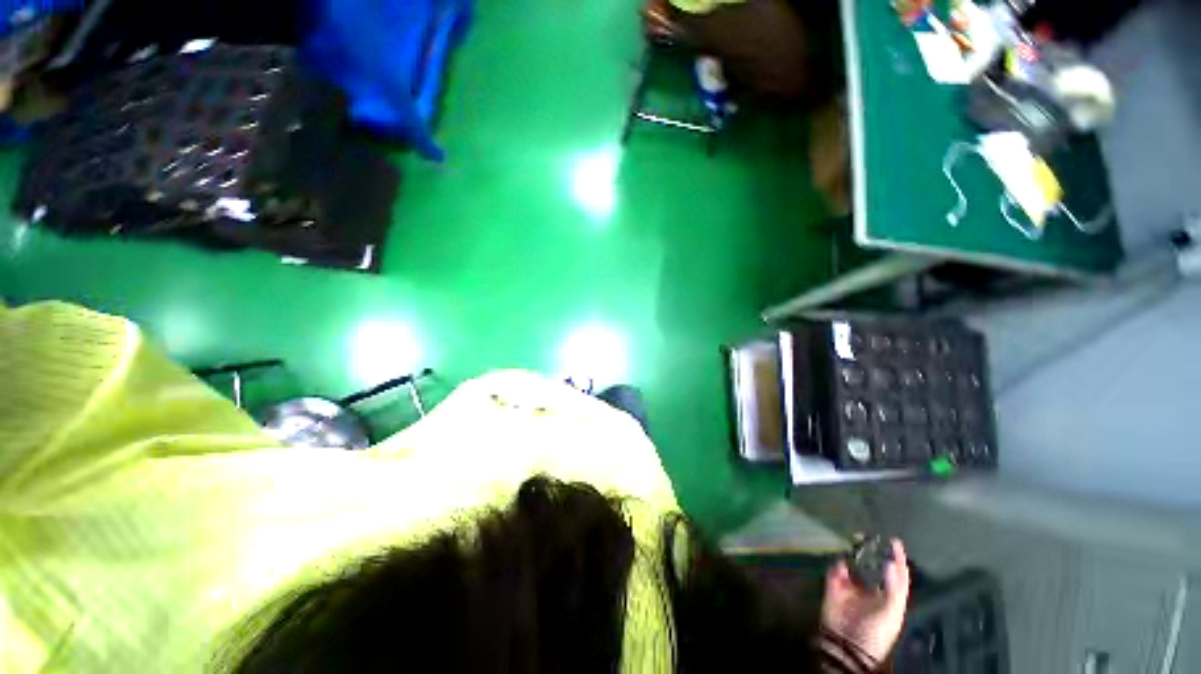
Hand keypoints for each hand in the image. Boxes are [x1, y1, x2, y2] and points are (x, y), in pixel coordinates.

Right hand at [821, 539, 909, 662]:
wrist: (848, 644)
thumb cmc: (876, 631)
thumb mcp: (891, 612)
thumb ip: (893, 588)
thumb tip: (891, 562)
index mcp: (889, 596)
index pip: (896, 574)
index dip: (897, 558)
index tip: (895, 541)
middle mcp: (871, 588)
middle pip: (872, 565)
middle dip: (870, 551)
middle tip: (868, 537)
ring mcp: (851, 587)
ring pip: (852, 564)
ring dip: (853, 555)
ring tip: (854, 543)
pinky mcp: (834, 587)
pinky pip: (835, 571)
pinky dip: (838, 566)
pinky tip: (842, 566)